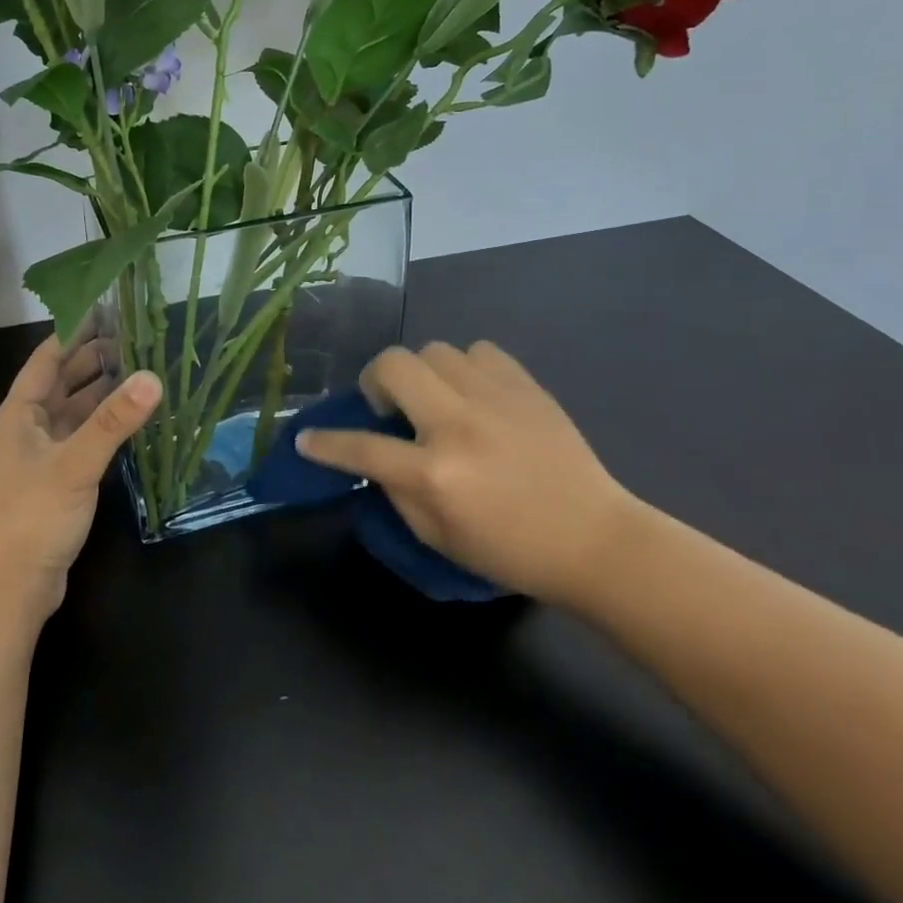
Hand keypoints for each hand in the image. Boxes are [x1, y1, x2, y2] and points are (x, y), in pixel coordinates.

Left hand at [0, 327, 162, 621]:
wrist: (6, 590)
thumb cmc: (31, 517)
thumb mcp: (75, 464)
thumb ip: (115, 422)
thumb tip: (154, 377)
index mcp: (20, 414)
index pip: (48, 358)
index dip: (75, 332)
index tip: (109, 309)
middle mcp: (28, 428)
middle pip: (63, 382)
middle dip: (95, 359)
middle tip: (138, 338)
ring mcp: (42, 457)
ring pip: (75, 412)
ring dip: (103, 393)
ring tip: (142, 371)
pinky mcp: (56, 482)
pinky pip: (83, 439)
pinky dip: (105, 426)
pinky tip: (131, 421)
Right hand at [296, 342, 638, 603]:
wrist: (595, 540)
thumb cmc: (511, 551)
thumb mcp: (438, 538)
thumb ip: (396, 492)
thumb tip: (373, 459)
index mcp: (434, 473)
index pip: (360, 447)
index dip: (324, 443)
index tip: (306, 438)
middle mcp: (457, 424)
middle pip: (393, 365)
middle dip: (375, 381)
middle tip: (388, 407)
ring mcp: (494, 398)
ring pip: (434, 350)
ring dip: (423, 374)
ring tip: (437, 400)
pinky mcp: (525, 386)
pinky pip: (479, 351)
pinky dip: (465, 368)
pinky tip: (474, 395)